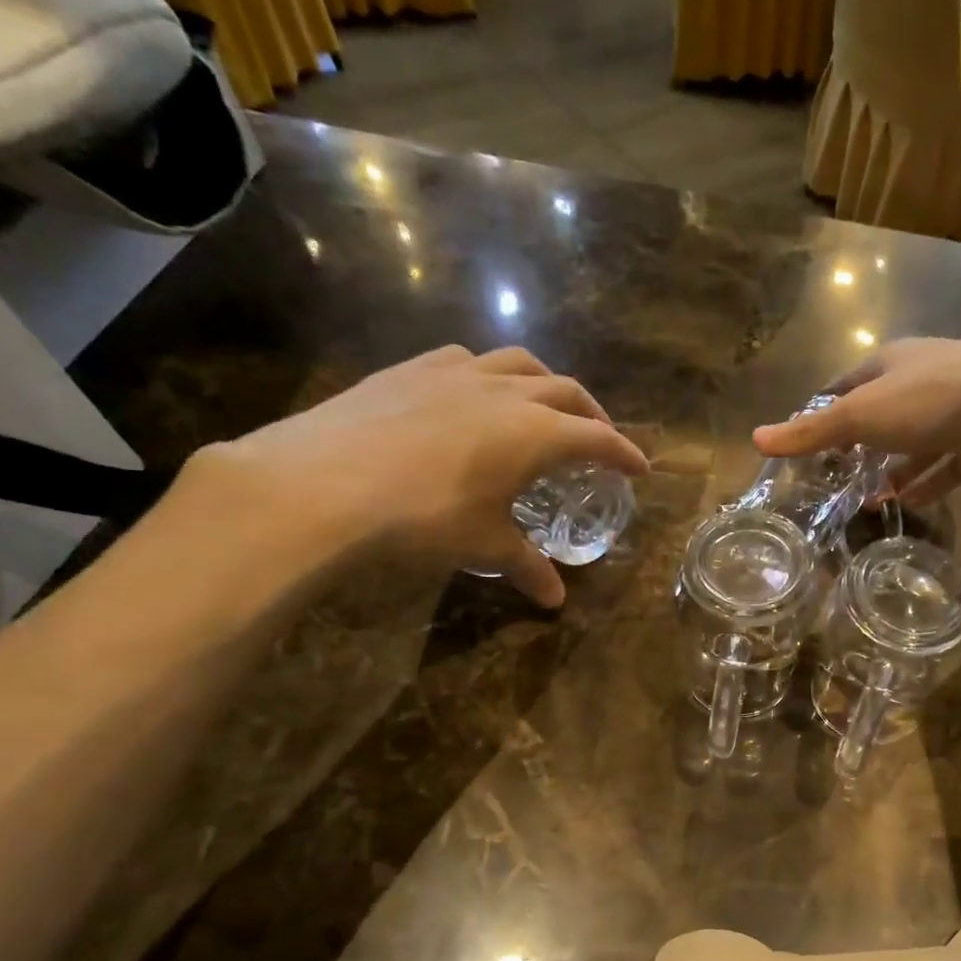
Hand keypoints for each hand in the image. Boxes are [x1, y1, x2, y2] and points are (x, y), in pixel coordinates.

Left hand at [192, 345, 648, 605]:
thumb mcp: (483, 546)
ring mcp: (456, 372)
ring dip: (544, 384)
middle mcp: (506, 392)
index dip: (623, 453)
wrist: (321, 484)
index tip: (640, 468)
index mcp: (536, 433)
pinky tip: (474, 395)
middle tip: (600, 439)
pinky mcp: (411, 369)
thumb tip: (555, 601)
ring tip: (544, 407)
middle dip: (592, 415)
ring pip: (519, 364)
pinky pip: (466, 360)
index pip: (597, 439)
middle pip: (567, 392)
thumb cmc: (423, 519)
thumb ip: (526, 567)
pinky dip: (488, 375)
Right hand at [751, 338, 960, 504]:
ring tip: (871, 502)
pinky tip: (910, 505)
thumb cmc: (931, 400)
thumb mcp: (860, 415)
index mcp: (892, 364)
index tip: (810, 442)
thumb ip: (811, 432)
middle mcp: (924, 380)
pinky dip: (929, 484)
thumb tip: (755, 439)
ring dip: (894, 471)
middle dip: (860, 447)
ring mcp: (957, 410)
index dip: (825, 411)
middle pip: (883, 414)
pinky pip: (949, 465)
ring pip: (916, 444)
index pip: (847, 385)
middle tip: (838, 479)